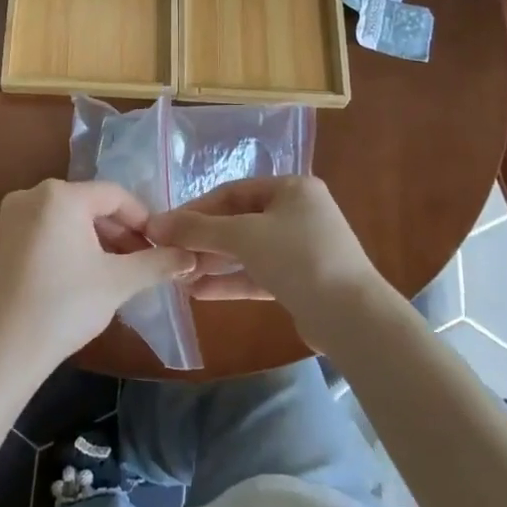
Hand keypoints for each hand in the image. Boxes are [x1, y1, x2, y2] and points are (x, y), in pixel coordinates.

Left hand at [0, 180, 194, 374]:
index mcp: (60, 195)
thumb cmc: (64, 306)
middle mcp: (32, 195)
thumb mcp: (119, 282)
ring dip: (98, 240)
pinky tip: (85, 274)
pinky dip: (71, 245)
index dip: (143, 219)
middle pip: (90, 205)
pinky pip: (47, 231)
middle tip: (144, 261)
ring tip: (119, 271)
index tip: (162, 245)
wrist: (2, 351)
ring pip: (68, 219)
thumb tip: (189, 256)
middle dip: (121, 232)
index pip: (115, 195)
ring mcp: (11, 217)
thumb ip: (157, 263)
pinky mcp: (1, 240)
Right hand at [147, 177, 385, 353]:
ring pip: (247, 251)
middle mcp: (298, 214)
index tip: (164, 227)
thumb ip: (198, 229)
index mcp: (292, 189)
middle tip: (168, 254)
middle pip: (239, 221)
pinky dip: (230, 281)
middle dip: (203, 239)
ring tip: (177, 275)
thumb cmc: (298, 258)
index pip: (233, 192)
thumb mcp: (244, 236)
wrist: (352, 316)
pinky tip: (198, 292)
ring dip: (213, 262)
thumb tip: (154, 224)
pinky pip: (257, 275)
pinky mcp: (300, 282)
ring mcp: (301, 249)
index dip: (196, 208)